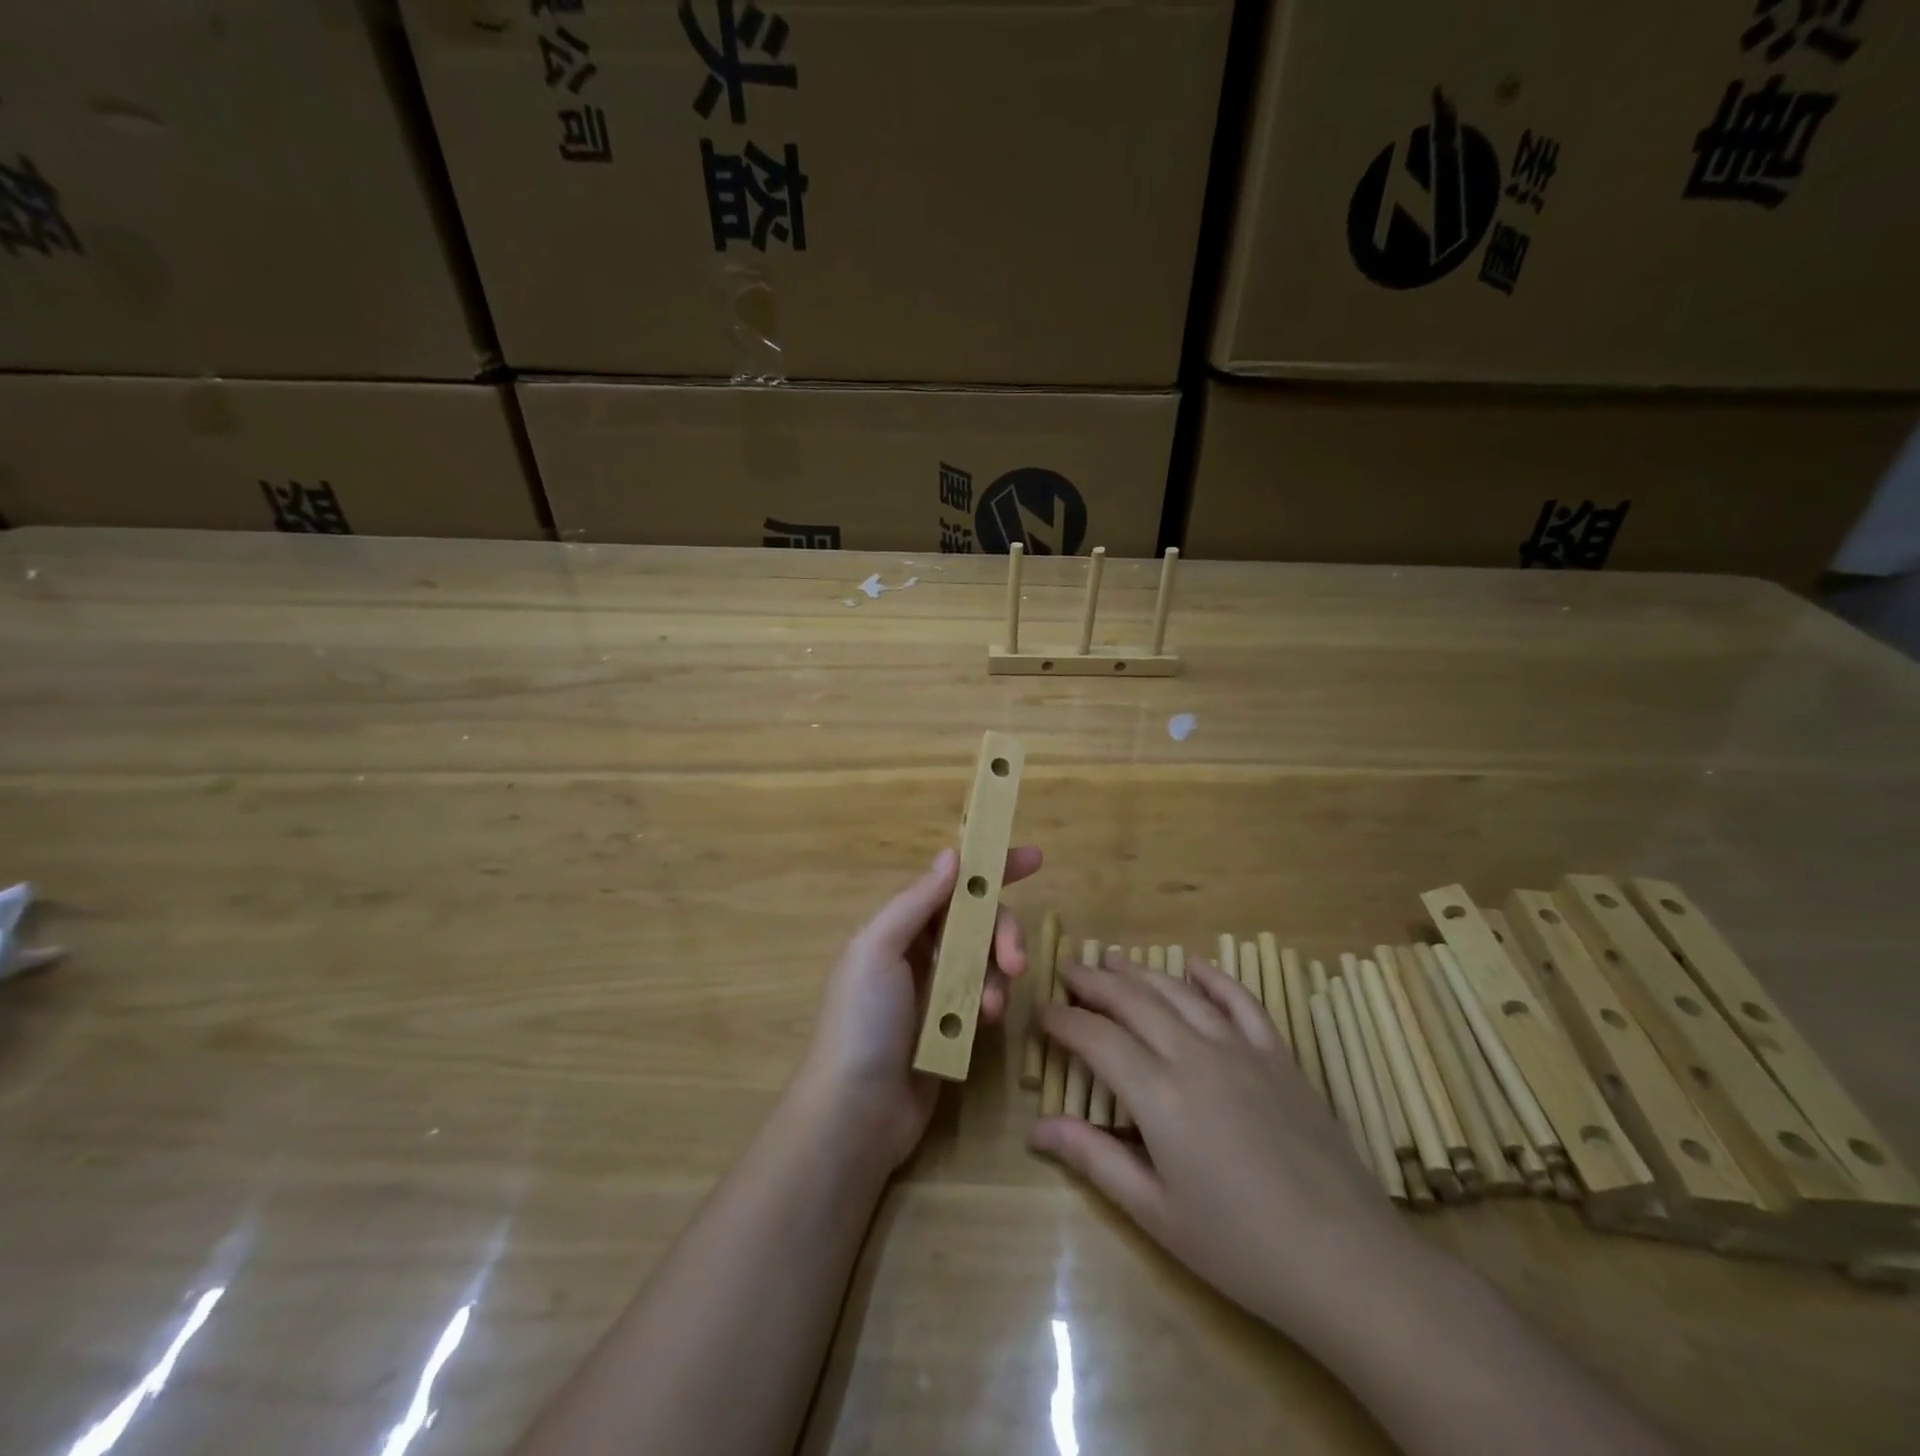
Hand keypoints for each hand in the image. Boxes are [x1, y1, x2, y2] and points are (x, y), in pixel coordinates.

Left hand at [796, 845, 1042, 1168]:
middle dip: (1002, 933)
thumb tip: (952, 854)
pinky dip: (991, 1002)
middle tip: (1016, 959)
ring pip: (987, 960)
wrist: (855, 1113)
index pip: (951, 884)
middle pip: (978, 922)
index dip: (990, 869)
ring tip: (992, 1007)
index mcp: (898, 927)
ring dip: (998, 974)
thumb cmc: (861, 1022)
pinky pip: (986, 997)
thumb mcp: (878, 950)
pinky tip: (986, 1022)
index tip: (1033, 858)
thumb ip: (917, 902)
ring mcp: (937, 990)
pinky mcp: (954, 1026)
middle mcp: (919, 951)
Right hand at [1031, 953, 1412, 1337]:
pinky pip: (1242, 1002)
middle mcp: (1195, 1056)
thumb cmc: (1241, 1247)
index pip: (1097, 1039)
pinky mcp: (1279, 1057)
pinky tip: (1195, 965)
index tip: (1041, 1010)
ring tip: (1113, 960)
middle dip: (1095, 982)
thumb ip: (1094, 1159)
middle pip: (1134, 1002)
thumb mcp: (1157, 1213)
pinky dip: (1215, 979)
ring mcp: (1242, 1050)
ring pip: (1180, 994)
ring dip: (1142, 973)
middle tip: (1068, 969)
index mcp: (1160, 1095)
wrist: (1348, 1261)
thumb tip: (1036, 1127)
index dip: (1064, 1020)